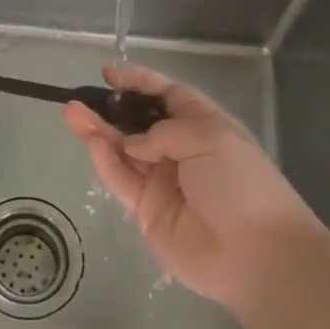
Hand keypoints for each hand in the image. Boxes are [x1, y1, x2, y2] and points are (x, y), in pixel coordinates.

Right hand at [63, 64, 315, 312]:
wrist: (257, 255)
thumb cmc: (241, 184)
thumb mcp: (210, 139)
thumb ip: (162, 133)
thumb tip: (132, 143)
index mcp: (204, 128)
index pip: (168, 96)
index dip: (140, 83)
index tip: (110, 73)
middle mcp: (180, 151)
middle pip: (138, 123)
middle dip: (111, 109)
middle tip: (80, 97)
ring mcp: (162, 182)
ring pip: (123, 151)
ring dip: (98, 131)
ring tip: (72, 112)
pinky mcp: (146, 211)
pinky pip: (121, 180)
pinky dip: (105, 162)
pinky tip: (92, 143)